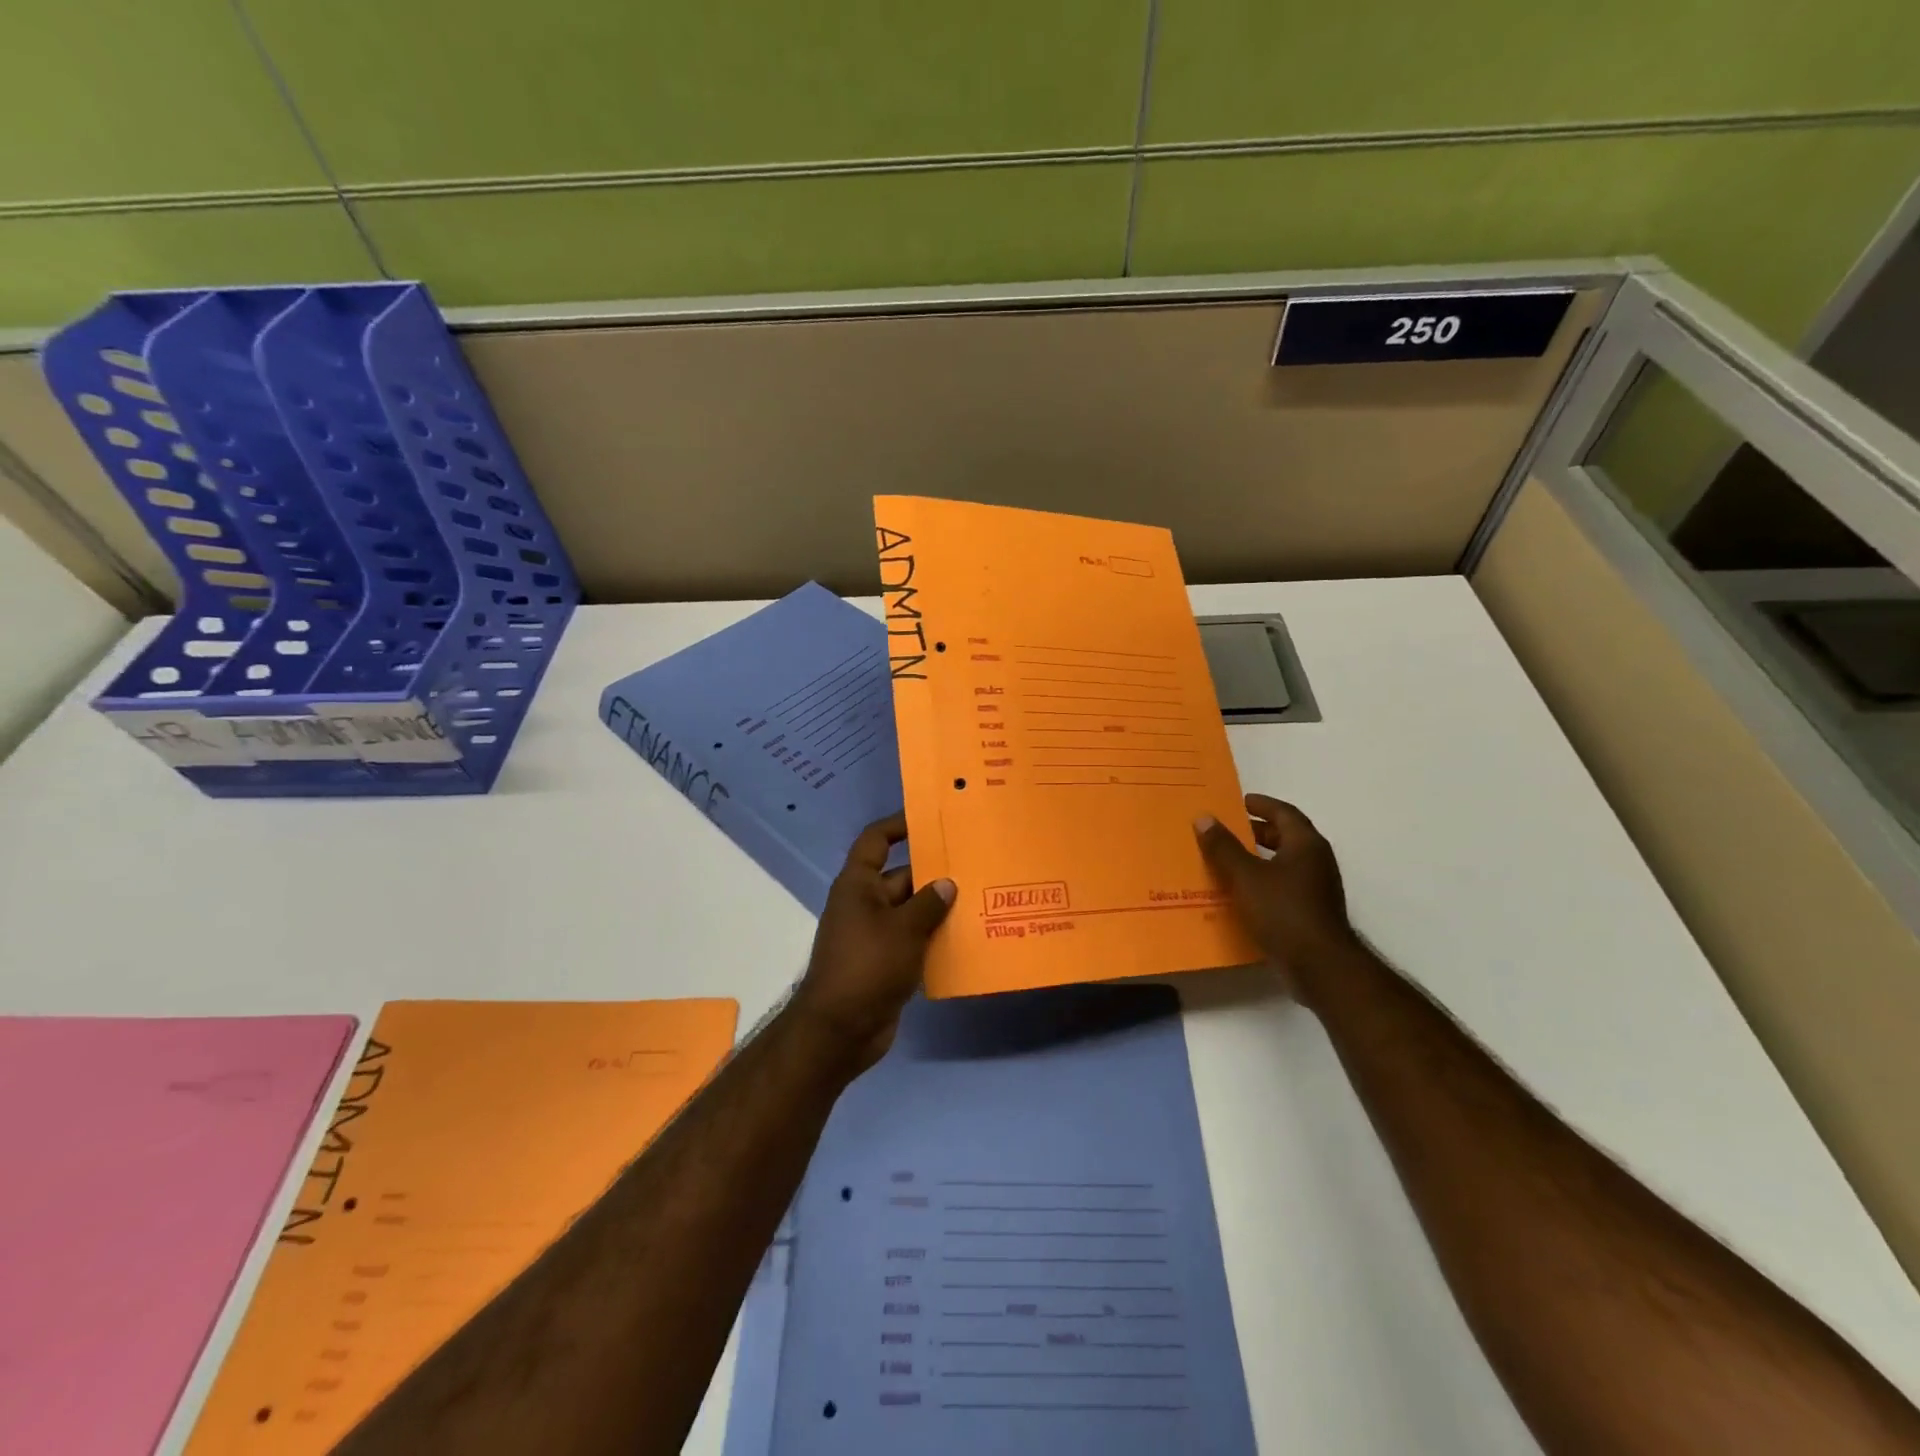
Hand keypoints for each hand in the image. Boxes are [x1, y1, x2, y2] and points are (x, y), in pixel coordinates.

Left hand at [788, 812, 955, 1070]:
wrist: (839, 1031)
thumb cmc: (867, 966)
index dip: (898, 825)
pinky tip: (967, 938)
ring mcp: (874, 934)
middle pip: (902, 876)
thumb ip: (928, 903)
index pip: (876, 841)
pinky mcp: (885, 962)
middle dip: (934, 873)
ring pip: (911, 911)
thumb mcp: (903, 929)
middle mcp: (864, 904)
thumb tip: (946, 883)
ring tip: (980, 899)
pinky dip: (934, 938)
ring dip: (939, 908)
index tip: (929, 818)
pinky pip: (913, 940)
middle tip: (974, 865)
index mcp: (858, 885)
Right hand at [1195, 794, 1358, 1002]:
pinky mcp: (1311, 912)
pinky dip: (1263, 880)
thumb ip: (1223, 847)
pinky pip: (1284, 885)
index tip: (1240, 801)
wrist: (1320, 965)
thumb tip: (1204, 818)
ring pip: (1285, 863)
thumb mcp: (1245, 876)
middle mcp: (1317, 861)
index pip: (1284, 813)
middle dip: (1258, 831)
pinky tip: (1241, 892)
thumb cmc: (1283, 911)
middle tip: (1229, 829)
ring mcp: (1317, 888)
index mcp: (1306, 845)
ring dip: (1259, 857)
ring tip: (1228, 859)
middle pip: (1286, 836)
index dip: (1262, 805)